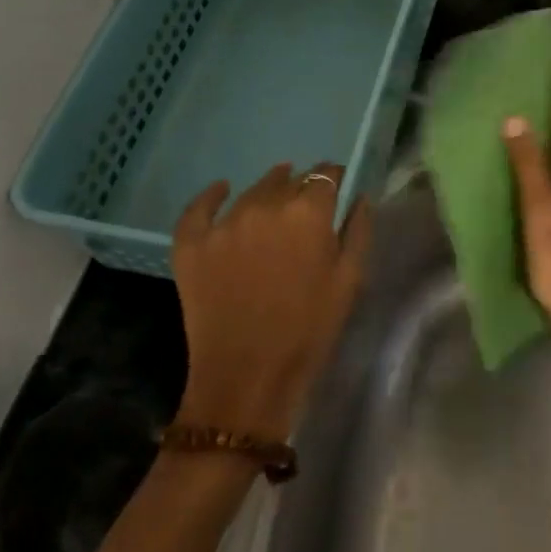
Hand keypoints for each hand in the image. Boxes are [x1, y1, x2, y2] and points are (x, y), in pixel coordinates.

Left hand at [170, 163, 372, 440]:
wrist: (247, 376)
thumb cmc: (308, 330)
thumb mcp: (348, 281)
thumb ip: (357, 231)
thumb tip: (359, 197)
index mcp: (308, 213)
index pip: (325, 175)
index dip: (333, 177)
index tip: (337, 185)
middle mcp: (265, 206)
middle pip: (288, 181)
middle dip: (301, 187)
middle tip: (307, 205)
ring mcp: (224, 223)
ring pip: (251, 191)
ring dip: (267, 190)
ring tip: (275, 196)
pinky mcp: (192, 243)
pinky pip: (200, 207)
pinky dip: (213, 195)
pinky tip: (222, 190)